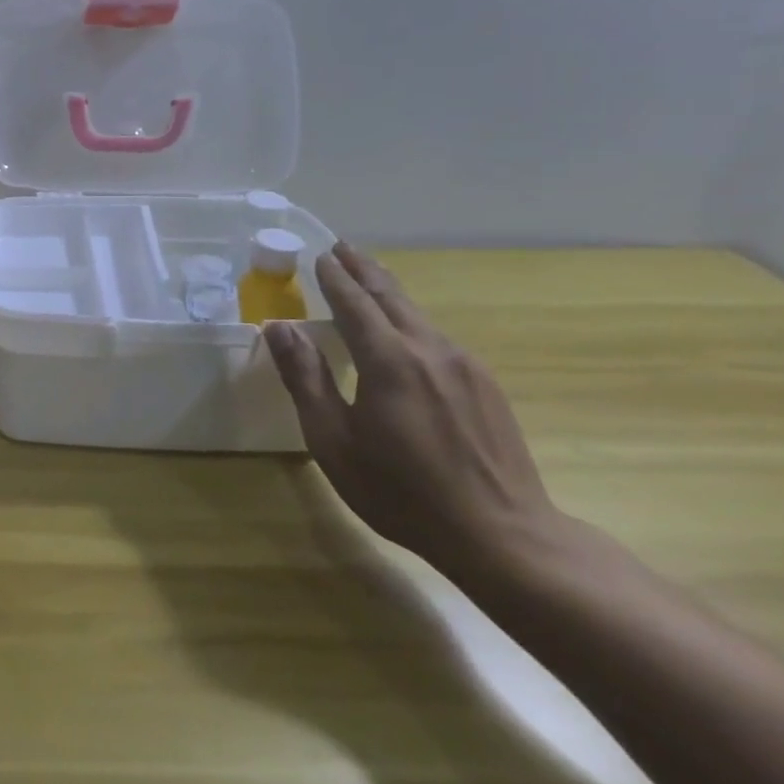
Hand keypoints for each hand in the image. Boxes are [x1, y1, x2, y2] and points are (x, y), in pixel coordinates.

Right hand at [265, 243, 559, 577]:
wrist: (504, 536)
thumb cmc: (401, 491)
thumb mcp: (333, 440)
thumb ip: (306, 378)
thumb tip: (279, 328)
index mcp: (389, 359)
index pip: (354, 303)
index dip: (334, 278)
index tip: (320, 254)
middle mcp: (430, 350)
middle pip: (392, 297)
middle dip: (364, 270)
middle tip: (343, 248)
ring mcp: (466, 366)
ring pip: (418, 316)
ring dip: (388, 293)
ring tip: (368, 281)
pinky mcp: (486, 387)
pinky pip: (438, 339)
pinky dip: (411, 322)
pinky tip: (405, 334)